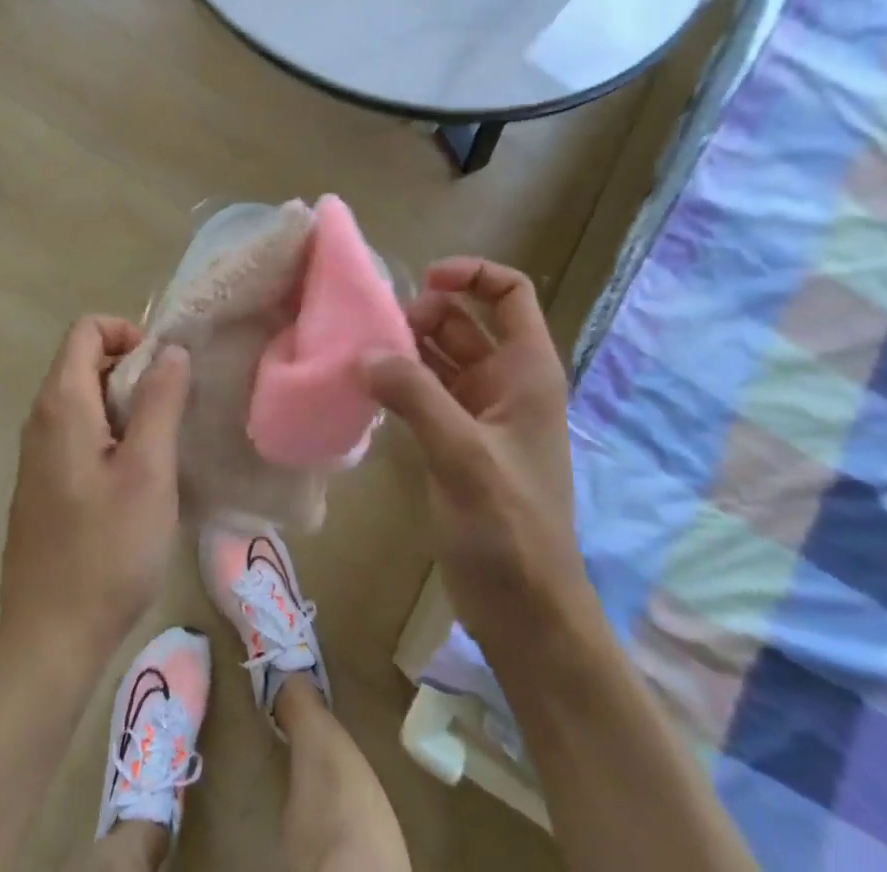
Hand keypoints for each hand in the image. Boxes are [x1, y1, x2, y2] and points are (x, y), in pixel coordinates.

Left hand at [0, 317, 190, 663]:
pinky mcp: (45, 485)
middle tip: (175, 408)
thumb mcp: (148, 470)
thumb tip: (170, 350)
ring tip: (165, 442)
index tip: (164, 369)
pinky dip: (113, 434)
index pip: (86, 330)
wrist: (50, 640)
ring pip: (86, 401)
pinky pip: (80, 434)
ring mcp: (39, 455)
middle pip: (86, 362)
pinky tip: (140, 478)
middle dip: (134, 370)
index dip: (128, 332)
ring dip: (128, 405)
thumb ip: (160, 401)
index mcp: (61, 405)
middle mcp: (41, 420)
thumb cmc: (106, 550)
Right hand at [364, 258, 585, 646]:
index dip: (471, 274)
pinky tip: (365, 389)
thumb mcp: (464, 455)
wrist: (525, 612)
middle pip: (463, 320)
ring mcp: (479, 411)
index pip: (510, 293)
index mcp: (527, 371)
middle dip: (421, 316)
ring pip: (439, 355)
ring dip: (404, 350)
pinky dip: (398, 383)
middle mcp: (505, 381)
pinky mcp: (455, 439)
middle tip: (377, 336)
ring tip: (360, 355)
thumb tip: (365, 352)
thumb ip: (415, 396)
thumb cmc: (509, 528)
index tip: (423, 280)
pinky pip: (424, 391)